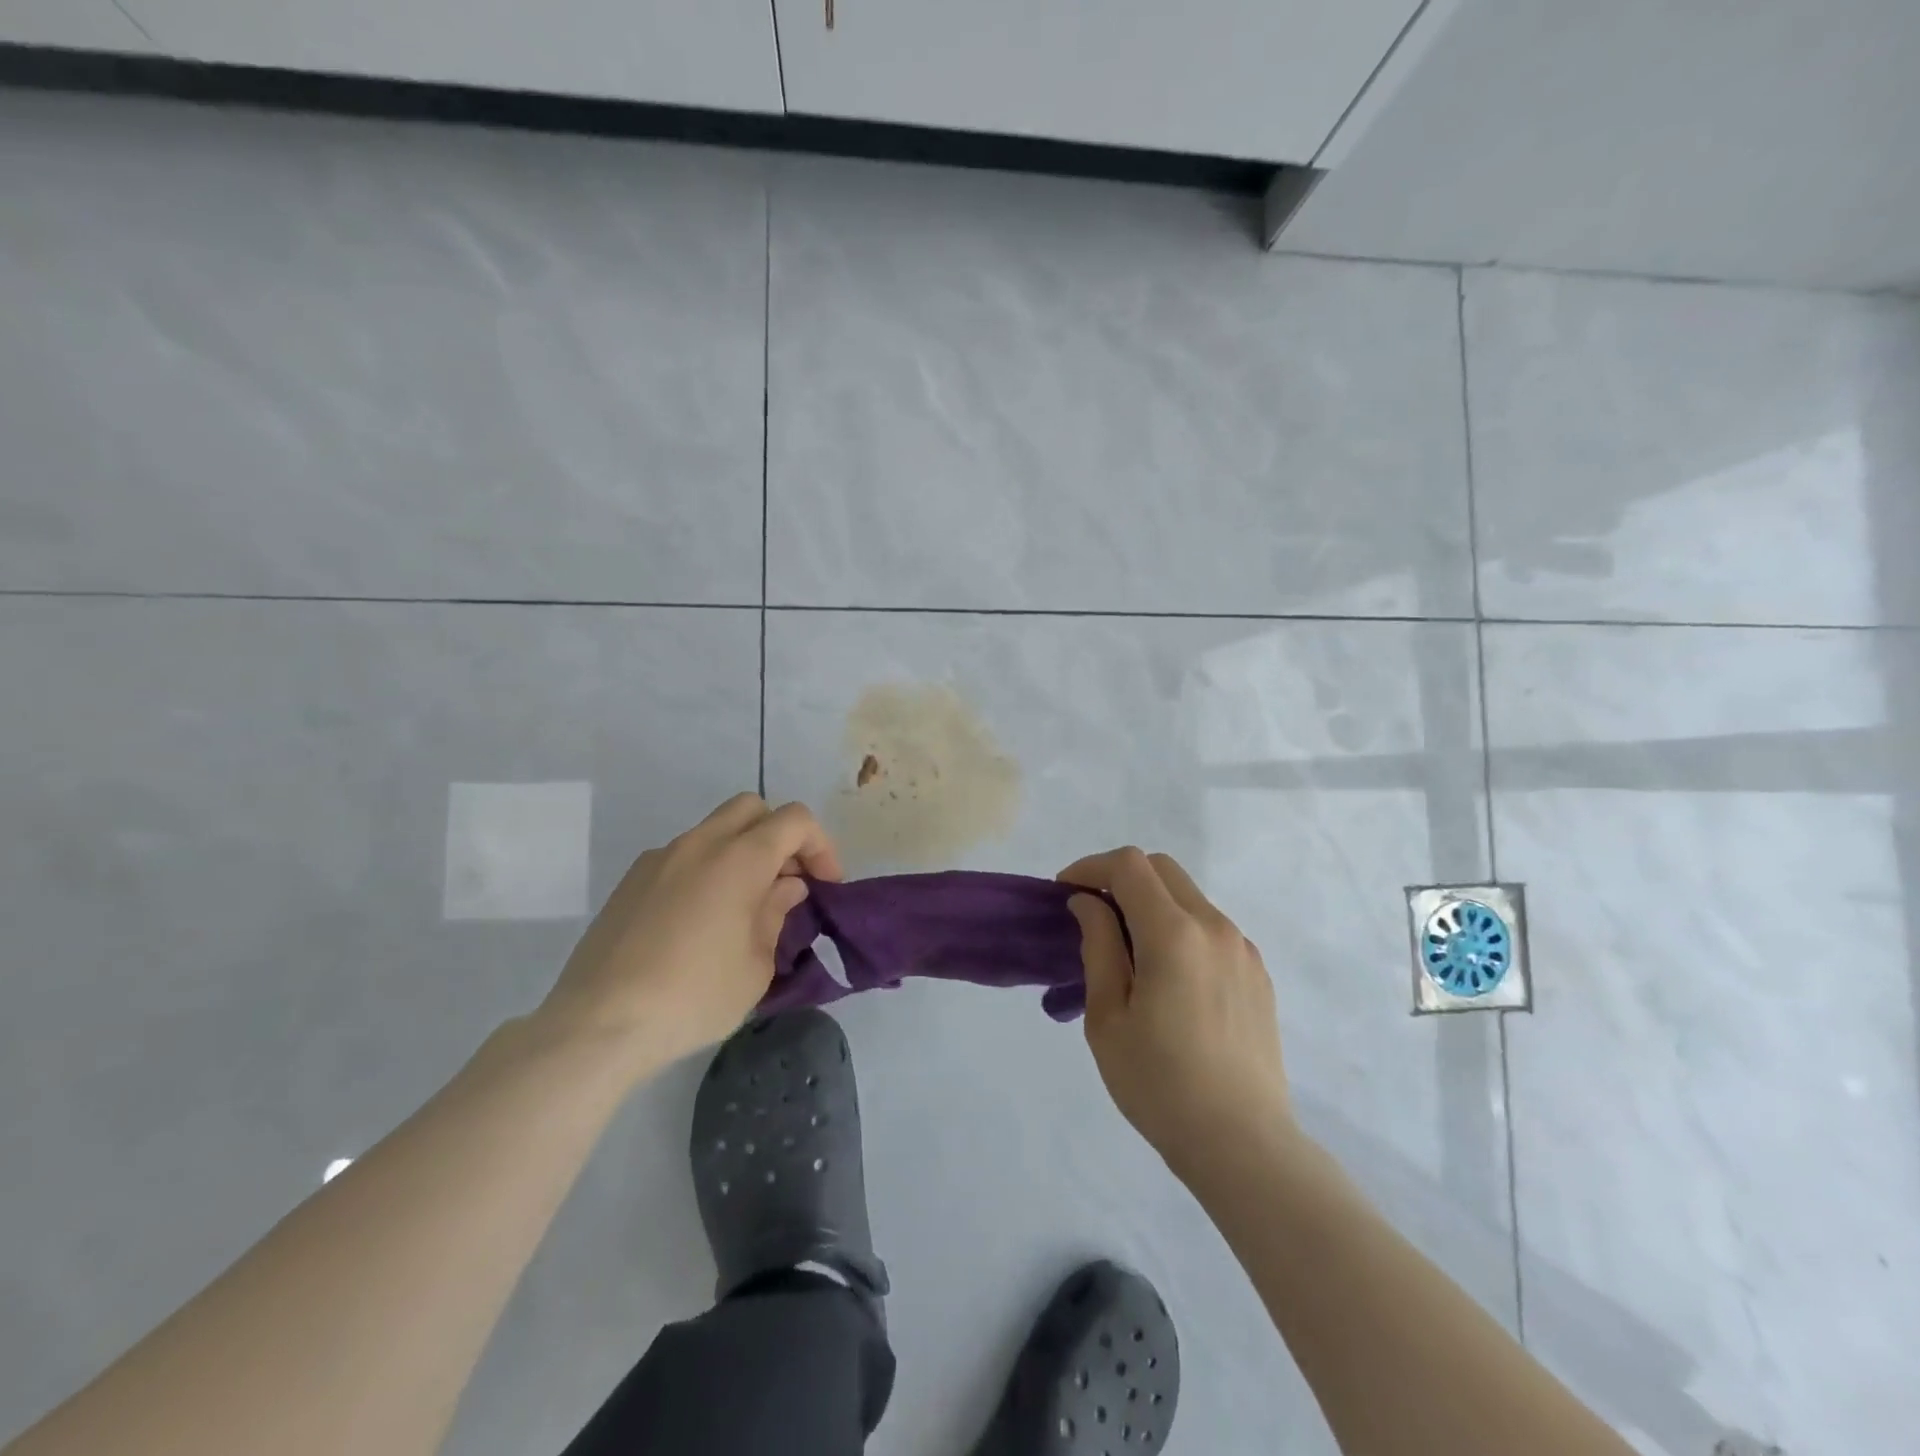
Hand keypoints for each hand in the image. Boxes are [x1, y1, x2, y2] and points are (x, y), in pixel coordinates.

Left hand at [538, 794, 840, 1076]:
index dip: (820, 846)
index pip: (794, 820)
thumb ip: (777, 913)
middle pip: (752, 808)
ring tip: (745, 905)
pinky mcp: (631, 881)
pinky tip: (701, 921)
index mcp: (739, 858)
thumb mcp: (757, 965)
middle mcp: (699, 844)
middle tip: (787, 882)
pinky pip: (683, 856)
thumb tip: (785, 887)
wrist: (599, 1023)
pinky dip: (707, 869)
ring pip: (714, 830)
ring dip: (742, 852)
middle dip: (780, 836)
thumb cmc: (694, 996)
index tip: (825, 885)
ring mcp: (660, 858)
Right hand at [1059, 848, 1292, 1182]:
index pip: (1128, 866)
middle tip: (1091, 915)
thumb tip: (1088, 905)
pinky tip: (1167, 978)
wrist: (1243, 1144)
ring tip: (1127, 951)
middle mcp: (1214, 927)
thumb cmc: (1159, 1084)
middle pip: (1161, 868)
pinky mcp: (1257, 973)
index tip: (1064, 894)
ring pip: (1188, 896)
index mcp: (1174, 934)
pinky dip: (1179, 928)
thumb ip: (1098, 947)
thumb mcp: (1107, 1017)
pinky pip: (1211, 928)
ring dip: (1151, 903)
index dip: (1089, 868)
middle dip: (1120, 877)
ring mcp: (1242, 949)